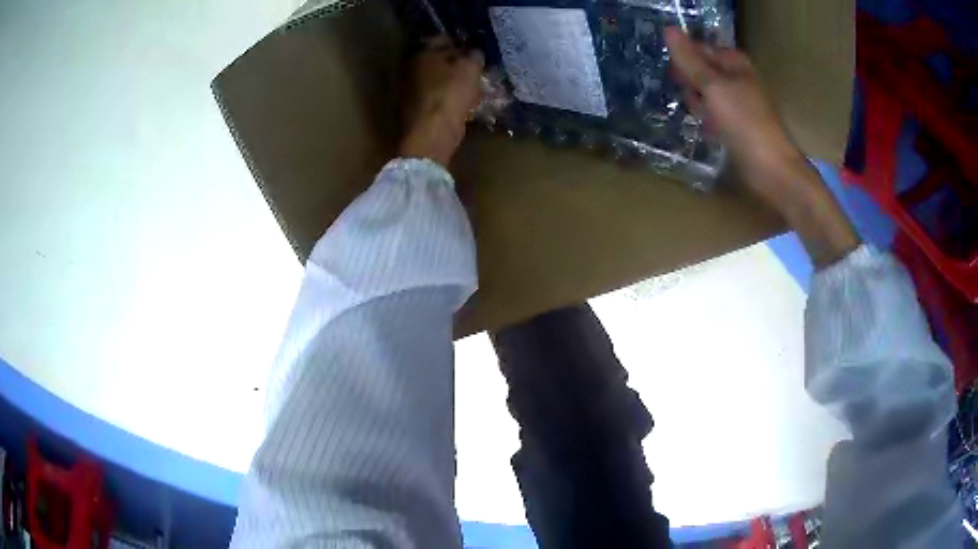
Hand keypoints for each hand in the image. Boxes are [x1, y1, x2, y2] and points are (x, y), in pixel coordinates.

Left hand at [400, 38, 484, 166]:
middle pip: (437, 59)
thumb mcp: (469, 68)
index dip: (459, 41)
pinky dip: (449, 96)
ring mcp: (411, 89)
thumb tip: (474, 52)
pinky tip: (463, 102)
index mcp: (422, 53)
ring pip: (438, 78)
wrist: (431, 132)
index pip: (441, 38)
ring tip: (473, 86)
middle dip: (455, 62)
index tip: (473, 48)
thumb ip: (473, 55)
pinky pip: (437, 96)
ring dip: (453, 80)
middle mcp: (412, 67)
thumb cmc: (450, 93)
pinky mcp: (416, 108)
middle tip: (474, 67)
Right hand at [665, 28, 859, 266]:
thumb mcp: (713, 86)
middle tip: (691, 98)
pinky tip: (706, 129)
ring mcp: (738, 104)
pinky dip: (706, 120)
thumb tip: (669, 29)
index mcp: (735, 64)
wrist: (772, 171)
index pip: (700, 49)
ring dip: (697, 103)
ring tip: (701, 117)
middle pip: (701, 71)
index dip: (685, 58)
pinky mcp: (737, 126)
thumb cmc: (746, 124)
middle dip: (690, 83)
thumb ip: (690, 59)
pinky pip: (713, 115)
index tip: (676, 74)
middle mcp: (737, 80)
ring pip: (705, 95)